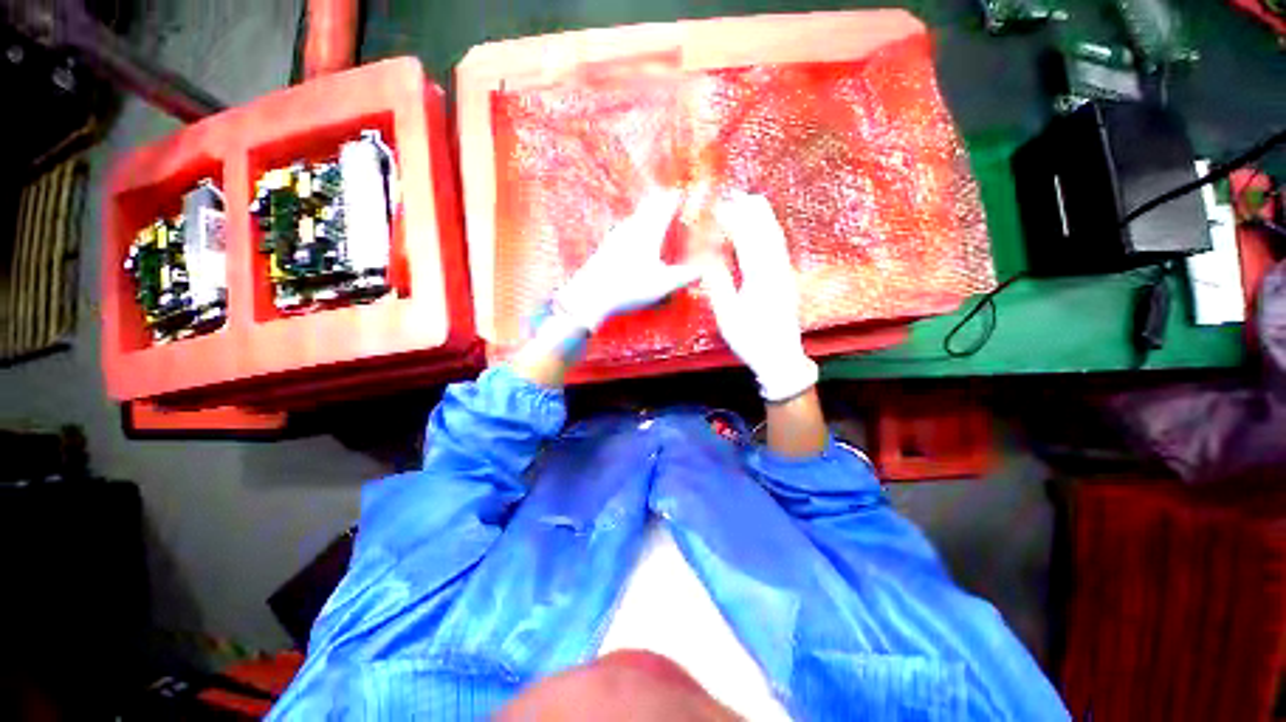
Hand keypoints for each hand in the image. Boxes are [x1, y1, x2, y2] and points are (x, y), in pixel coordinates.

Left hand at [555, 190, 700, 331]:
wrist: (591, 295)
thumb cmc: (630, 287)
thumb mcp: (662, 285)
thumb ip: (684, 277)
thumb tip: (703, 271)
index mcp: (647, 235)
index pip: (663, 211)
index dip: (672, 201)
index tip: (680, 192)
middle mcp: (631, 231)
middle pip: (646, 210)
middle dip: (658, 202)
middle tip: (665, 196)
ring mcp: (615, 238)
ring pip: (632, 218)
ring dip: (643, 212)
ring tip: (649, 210)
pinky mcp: (604, 249)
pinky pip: (622, 230)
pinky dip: (631, 225)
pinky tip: (626, 232)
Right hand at [705, 192, 817, 402]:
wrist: (781, 358)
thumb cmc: (751, 340)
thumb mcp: (728, 316)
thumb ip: (718, 285)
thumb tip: (706, 260)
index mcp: (760, 277)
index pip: (747, 240)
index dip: (734, 220)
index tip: (720, 206)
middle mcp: (777, 270)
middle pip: (767, 231)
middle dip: (752, 210)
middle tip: (736, 194)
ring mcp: (785, 275)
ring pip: (776, 238)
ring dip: (763, 218)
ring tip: (750, 204)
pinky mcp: (787, 281)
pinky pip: (779, 249)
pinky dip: (769, 233)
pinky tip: (763, 232)